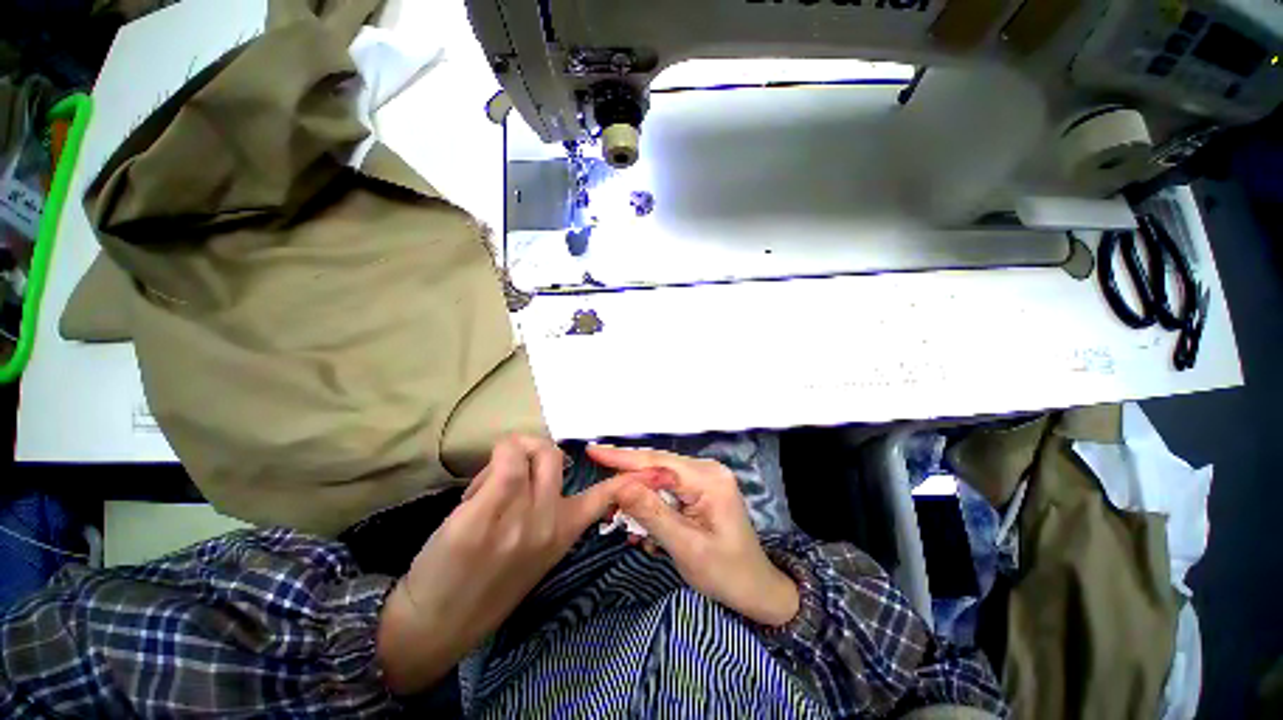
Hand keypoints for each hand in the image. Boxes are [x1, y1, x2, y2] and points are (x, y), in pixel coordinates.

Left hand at [377, 435, 644, 693]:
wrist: (439, 626)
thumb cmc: (485, 587)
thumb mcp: (534, 554)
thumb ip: (546, 514)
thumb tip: (538, 473)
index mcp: (564, 531)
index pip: (604, 498)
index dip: (627, 480)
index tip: (646, 471)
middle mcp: (550, 519)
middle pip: (553, 454)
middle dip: (531, 452)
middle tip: (511, 474)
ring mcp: (521, 514)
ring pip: (529, 449)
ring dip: (508, 455)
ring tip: (490, 483)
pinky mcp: (487, 511)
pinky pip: (505, 457)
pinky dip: (494, 455)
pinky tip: (479, 485)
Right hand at [588, 444, 799, 627]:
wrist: (756, 589)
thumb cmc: (726, 573)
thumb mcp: (685, 547)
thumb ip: (652, 513)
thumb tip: (620, 486)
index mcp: (709, 479)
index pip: (658, 463)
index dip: (623, 458)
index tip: (593, 452)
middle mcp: (707, 470)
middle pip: (658, 465)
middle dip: (627, 477)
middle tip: (598, 484)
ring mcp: (705, 477)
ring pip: (660, 476)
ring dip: (637, 492)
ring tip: (614, 509)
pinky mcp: (700, 488)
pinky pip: (668, 487)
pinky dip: (651, 501)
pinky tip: (639, 518)